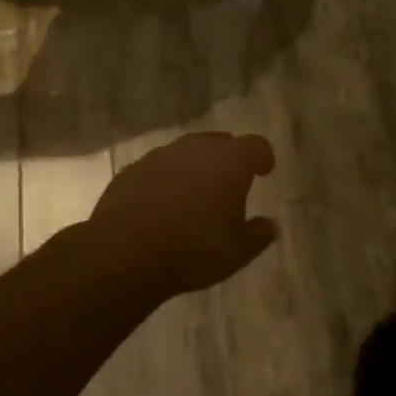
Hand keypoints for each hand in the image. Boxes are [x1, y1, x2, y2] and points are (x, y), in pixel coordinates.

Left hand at [87, 132, 277, 297]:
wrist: (125, 253)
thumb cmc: (194, 249)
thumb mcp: (238, 252)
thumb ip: (258, 235)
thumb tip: (270, 225)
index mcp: (231, 160)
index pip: (257, 146)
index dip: (263, 157)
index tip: (264, 171)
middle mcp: (198, 148)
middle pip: (220, 143)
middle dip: (227, 160)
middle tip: (228, 185)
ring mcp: (161, 155)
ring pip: (187, 153)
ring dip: (194, 169)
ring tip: (194, 197)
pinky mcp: (133, 170)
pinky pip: (158, 169)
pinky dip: (166, 181)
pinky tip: (162, 207)